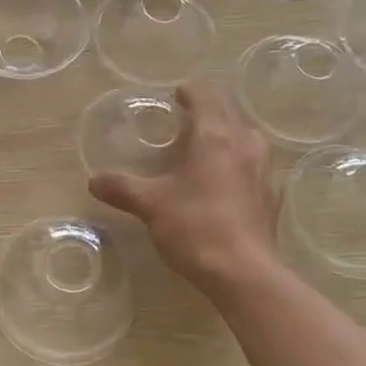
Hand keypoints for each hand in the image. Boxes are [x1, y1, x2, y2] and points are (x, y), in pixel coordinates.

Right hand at [88, 80, 278, 292]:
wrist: (243, 272)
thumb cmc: (195, 227)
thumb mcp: (150, 205)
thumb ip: (122, 188)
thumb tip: (94, 180)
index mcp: (215, 136)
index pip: (206, 97)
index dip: (190, 92)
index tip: (177, 94)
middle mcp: (245, 143)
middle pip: (229, 113)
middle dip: (209, 112)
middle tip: (186, 121)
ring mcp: (264, 169)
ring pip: (247, 138)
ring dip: (228, 135)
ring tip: (207, 148)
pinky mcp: (272, 195)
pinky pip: (256, 166)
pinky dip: (240, 163)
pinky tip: (227, 182)